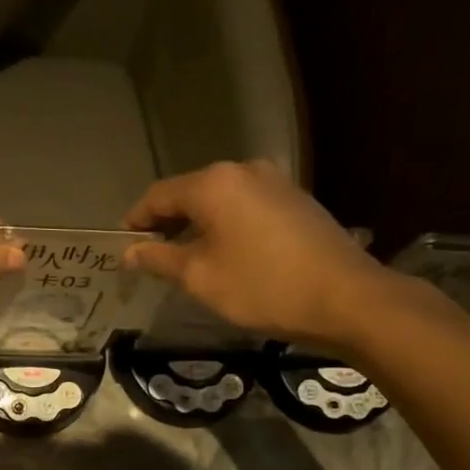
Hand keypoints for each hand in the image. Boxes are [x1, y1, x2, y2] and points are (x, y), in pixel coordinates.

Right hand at [122, 161, 390, 347]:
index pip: (158, 195)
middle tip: (151, 256)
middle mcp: (243, 171)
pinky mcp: (296, 200)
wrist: (346, 298)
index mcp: (213, 184)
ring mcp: (275, 182)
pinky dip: (226, 227)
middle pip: (190, 194)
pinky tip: (226, 255)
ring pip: (220, 201)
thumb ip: (159, 259)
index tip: (123, 246)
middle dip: (167, 223)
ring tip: (186, 260)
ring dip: (197, 226)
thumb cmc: (262, 287)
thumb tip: (129, 252)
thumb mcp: (200, 278)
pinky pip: (246, 208)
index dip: (136, 220)